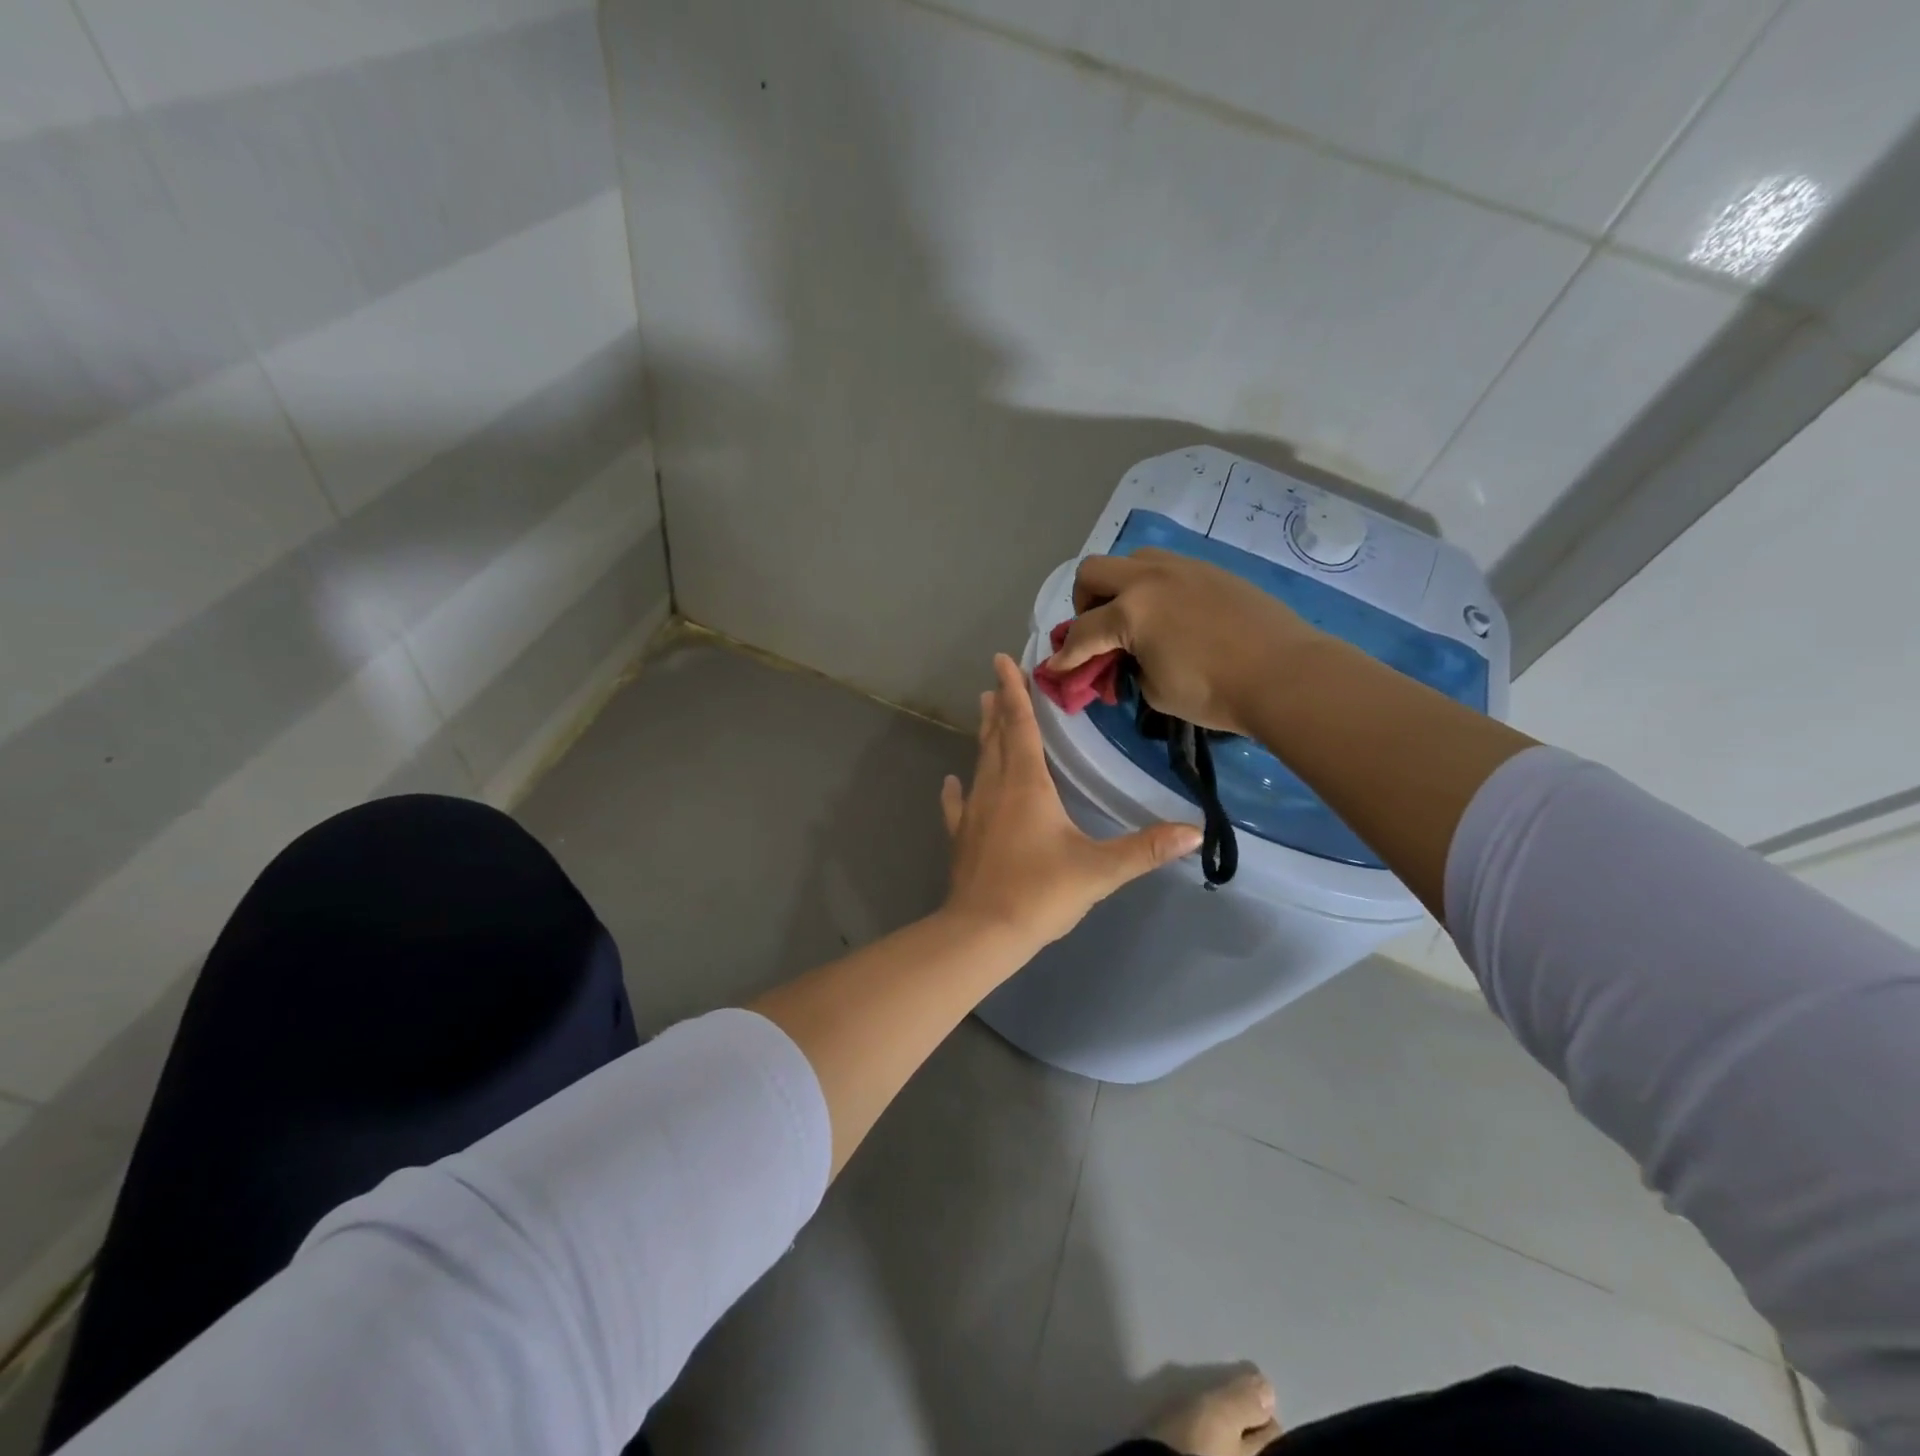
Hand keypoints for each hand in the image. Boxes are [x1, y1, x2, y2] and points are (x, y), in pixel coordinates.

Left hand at [940, 654, 1201, 947]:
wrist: (983, 932)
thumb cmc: (1041, 892)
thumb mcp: (1100, 870)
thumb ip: (1146, 849)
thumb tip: (1193, 831)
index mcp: (1027, 785)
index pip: (1021, 725)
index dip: (1014, 692)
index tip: (1003, 660)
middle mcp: (995, 789)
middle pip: (997, 738)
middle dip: (999, 707)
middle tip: (996, 681)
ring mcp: (973, 813)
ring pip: (979, 763)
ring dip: (983, 737)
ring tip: (982, 713)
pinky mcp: (961, 838)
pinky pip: (957, 805)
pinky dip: (956, 790)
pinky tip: (952, 783)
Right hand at [1046, 548, 1324, 734]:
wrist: (1285, 674)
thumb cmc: (1214, 692)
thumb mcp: (1156, 690)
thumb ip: (1129, 668)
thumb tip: (1127, 658)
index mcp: (1131, 611)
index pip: (1082, 632)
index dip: (1065, 655)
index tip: (1056, 669)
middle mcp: (1150, 578)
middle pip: (1094, 572)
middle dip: (1084, 603)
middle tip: (1097, 631)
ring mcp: (1183, 568)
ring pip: (1131, 559)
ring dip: (1119, 586)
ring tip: (1133, 618)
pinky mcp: (1211, 570)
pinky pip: (1166, 567)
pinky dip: (1153, 588)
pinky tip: (1170, 616)